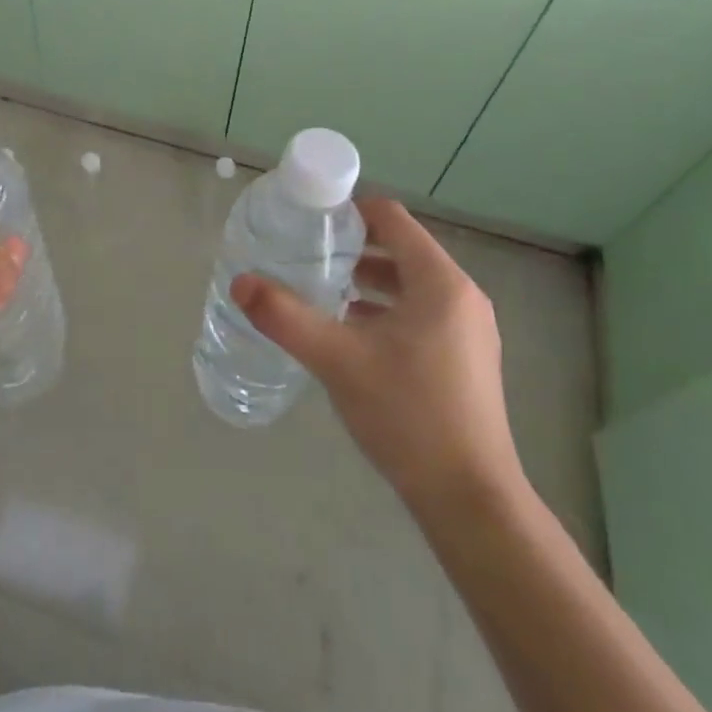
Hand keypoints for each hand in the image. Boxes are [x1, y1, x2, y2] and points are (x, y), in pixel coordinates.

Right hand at [232, 197, 521, 523]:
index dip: (349, 210)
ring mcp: (470, 329)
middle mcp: (462, 296)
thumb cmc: (408, 415)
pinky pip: (421, 312)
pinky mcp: (467, 358)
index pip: (392, 218)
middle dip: (354, 247)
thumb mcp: (337, 360)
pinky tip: (352, 332)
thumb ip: (285, 317)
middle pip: (401, 248)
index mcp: (440, 282)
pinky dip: (386, 309)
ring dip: (368, 280)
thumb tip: (240, 282)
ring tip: (323, 289)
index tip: (310, 220)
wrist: (471, 501)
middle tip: (308, 254)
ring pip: (411, 283)